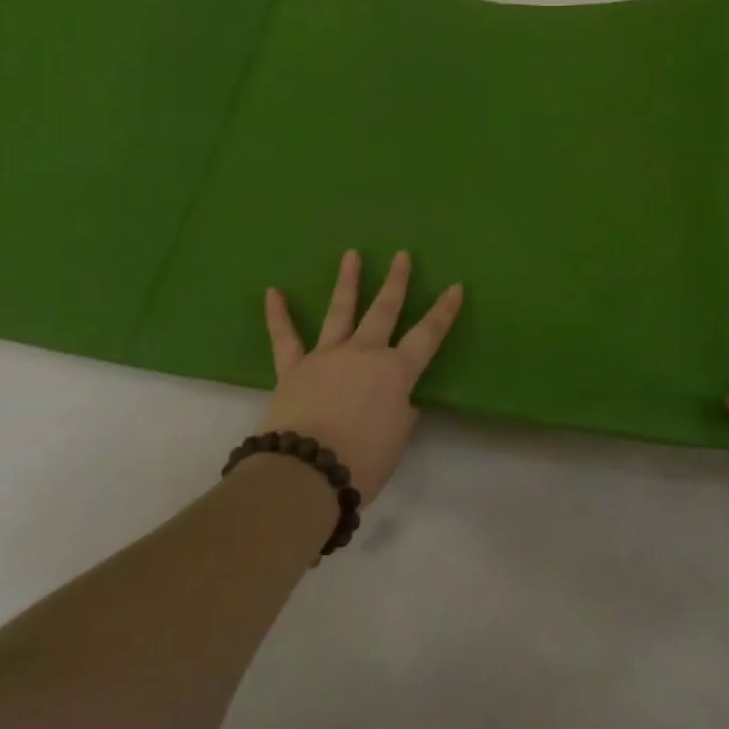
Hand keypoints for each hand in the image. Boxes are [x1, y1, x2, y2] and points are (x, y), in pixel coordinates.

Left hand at [261, 249, 463, 503]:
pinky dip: (278, 316)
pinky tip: (273, 292)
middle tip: (402, 256)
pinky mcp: (293, 368)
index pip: (428, 335)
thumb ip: (401, 414)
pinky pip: (284, 338)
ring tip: (351, 255)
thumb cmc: (363, 461)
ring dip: (348, 282)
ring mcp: (327, 356)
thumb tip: (399, 402)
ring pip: (340, 312)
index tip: (455, 287)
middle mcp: (364, 353)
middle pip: (384, 310)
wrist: (306, 473)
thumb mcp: (397, 440)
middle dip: (396, 282)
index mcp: (396, 371)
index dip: (443, 311)